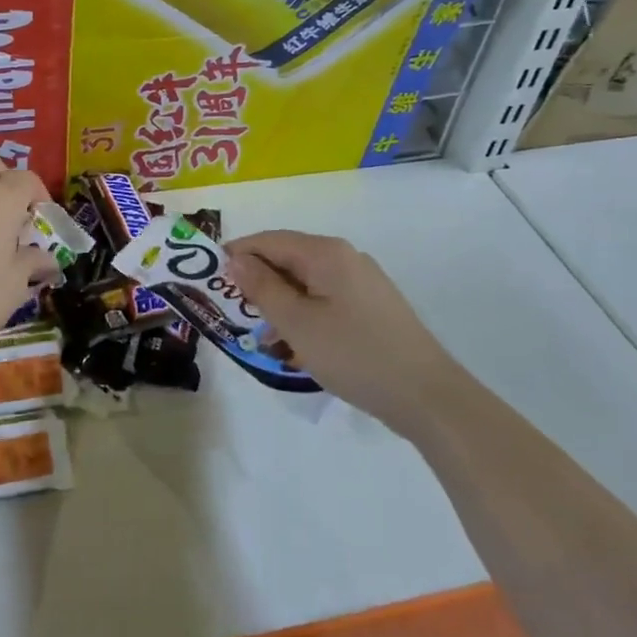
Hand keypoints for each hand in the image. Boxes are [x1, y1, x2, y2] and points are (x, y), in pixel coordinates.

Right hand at [227, 230, 448, 433]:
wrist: (426, 396)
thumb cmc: (354, 354)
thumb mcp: (297, 323)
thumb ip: (262, 288)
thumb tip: (236, 260)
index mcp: (327, 253)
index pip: (270, 240)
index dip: (237, 254)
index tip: (210, 278)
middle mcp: (345, 259)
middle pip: (288, 260)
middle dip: (258, 283)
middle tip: (233, 312)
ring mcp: (362, 283)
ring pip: (306, 284)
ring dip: (280, 305)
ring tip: (263, 339)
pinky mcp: (371, 308)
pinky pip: (325, 302)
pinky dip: (304, 318)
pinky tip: (294, 349)